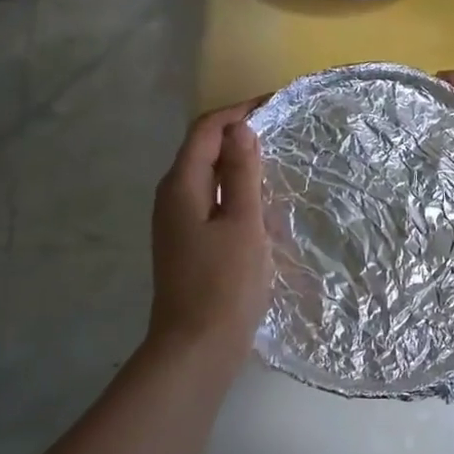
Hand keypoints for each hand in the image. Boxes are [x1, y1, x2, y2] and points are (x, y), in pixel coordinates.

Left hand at [147, 100, 272, 358]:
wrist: (196, 348)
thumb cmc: (224, 284)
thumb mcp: (242, 224)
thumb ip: (240, 174)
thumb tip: (240, 129)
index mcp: (181, 186)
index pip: (206, 130)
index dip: (238, 112)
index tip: (276, 105)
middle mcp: (171, 197)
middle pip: (202, 149)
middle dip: (238, 134)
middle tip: (281, 130)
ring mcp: (176, 222)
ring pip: (207, 176)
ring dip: (237, 162)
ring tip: (276, 160)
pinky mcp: (187, 243)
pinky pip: (210, 200)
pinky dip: (234, 190)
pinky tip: (259, 201)